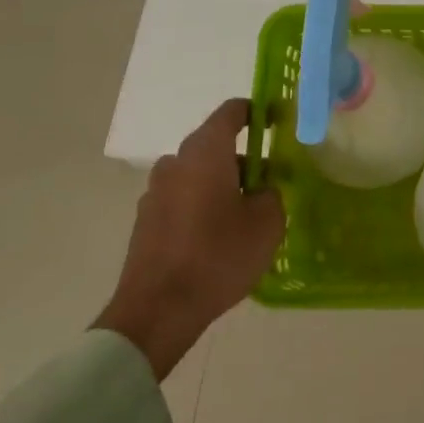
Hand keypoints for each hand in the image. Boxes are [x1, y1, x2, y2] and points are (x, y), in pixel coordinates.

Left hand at [94, 98, 284, 379]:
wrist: (158, 310)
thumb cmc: (218, 255)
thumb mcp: (267, 222)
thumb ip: (271, 194)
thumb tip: (261, 189)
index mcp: (205, 153)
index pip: (231, 112)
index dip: (256, 111)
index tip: (277, 121)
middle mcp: (175, 163)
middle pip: (214, 146)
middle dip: (244, 158)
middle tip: (270, 183)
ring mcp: (155, 193)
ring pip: (198, 175)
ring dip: (222, 184)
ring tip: (245, 215)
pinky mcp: (146, 221)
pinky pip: (183, 199)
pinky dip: (203, 206)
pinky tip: (219, 237)